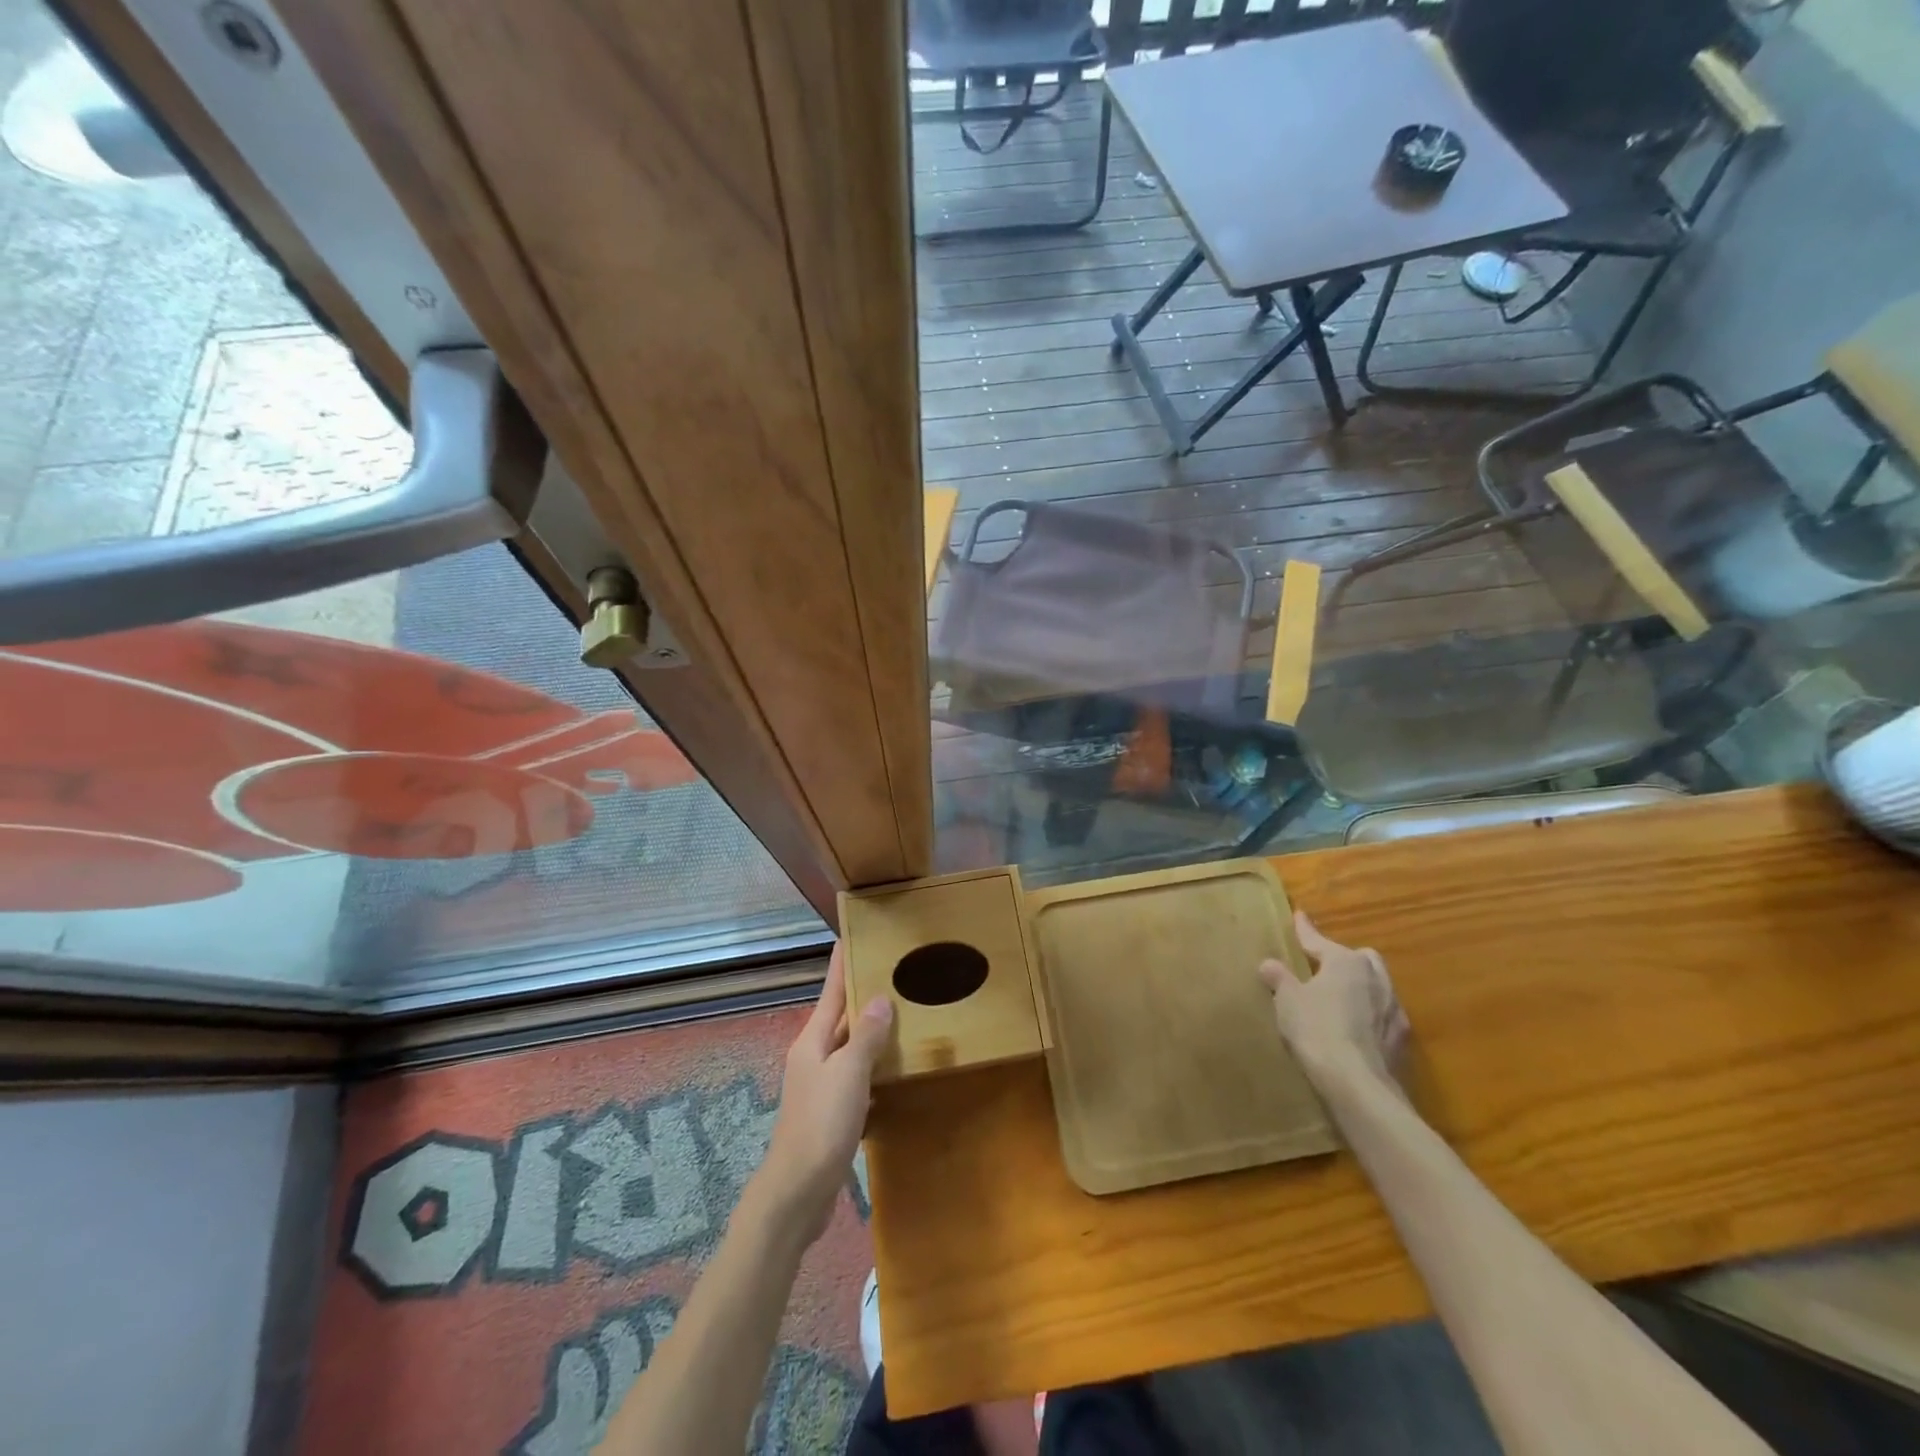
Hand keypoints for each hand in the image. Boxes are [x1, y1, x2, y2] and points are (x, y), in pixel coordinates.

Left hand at [756, 943, 892, 1243]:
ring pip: (850, 1049)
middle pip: (840, 1018)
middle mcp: (813, 1058)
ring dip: (871, 1032)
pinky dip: (874, 1068)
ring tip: (901, 1013)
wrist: (797, 1192)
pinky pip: (857, 1078)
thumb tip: (879, 999)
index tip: (849, 936)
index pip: (830, 992)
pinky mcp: (831, 1114)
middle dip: (861, 995)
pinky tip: (894, 1069)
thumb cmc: (821, 1124)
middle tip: (891, 972)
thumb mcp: (848, 1073)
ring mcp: (821, 1087)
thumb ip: (865, 1036)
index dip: (840, 965)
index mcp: (812, 1042)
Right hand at [1260, 910, 1408, 1090]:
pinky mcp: (1402, 1040)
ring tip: (1340, 997)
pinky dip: (1369, 1015)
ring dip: (1360, 987)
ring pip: (1377, 985)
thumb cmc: (1316, 1030)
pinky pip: (1383, 1015)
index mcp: (1346, 962)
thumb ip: (1279, 978)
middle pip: (1360, 958)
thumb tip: (1269, 964)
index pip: (1319, 940)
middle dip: (1343, 958)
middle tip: (1323, 965)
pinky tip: (1356, 1028)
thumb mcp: (1287, 1000)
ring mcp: (1394, 1009)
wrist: (1357, 1084)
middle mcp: (1376, 978)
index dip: (1305, 930)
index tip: (1299, 916)